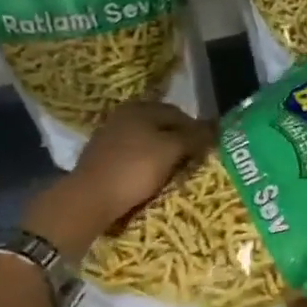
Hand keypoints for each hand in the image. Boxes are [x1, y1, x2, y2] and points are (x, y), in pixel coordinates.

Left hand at [23, 101, 213, 264]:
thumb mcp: (171, 150)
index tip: (209, 149)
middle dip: (180, 142)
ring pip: (147, 142)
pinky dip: (146, 165)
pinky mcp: (102, 160)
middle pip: (162, 127)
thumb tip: (216, 126)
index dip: (197, 130)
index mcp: (140, 108)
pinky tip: (153, 179)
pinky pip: (133, 157)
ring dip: (163, 155)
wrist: (89, 199)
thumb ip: (195, 136)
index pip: (178, 113)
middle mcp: (123, 117)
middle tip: (195, 162)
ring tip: (177, 173)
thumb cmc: (134, 169)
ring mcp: (109, 138)